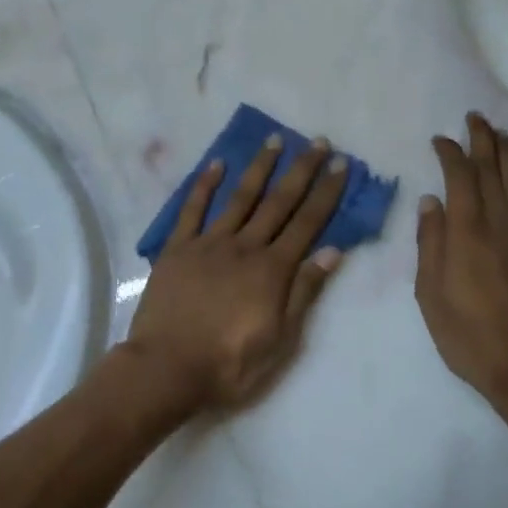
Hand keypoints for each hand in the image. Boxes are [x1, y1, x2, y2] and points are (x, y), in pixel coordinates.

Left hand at [128, 134, 348, 411]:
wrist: (166, 368)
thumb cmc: (229, 364)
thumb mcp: (280, 340)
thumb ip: (303, 292)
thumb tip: (331, 251)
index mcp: (272, 270)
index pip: (307, 223)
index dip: (326, 192)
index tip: (341, 164)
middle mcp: (244, 247)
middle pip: (278, 202)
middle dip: (301, 170)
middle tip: (318, 142)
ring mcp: (209, 243)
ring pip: (239, 197)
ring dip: (259, 167)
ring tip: (274, 140)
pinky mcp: (178, 248)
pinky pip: (192, 210)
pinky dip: (204, 185)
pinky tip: (216, 164)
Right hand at [415, 114, 507, 416]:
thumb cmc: (468, 335)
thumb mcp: (430, 293)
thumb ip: (431, 243)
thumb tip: (431, 202)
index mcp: (468, 233)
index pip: (460, 178)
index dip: (450, 153)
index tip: (439, 139)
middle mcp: (500, 225)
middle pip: (493, 171)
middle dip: (483, 140)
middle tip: (475, 117)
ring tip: (499, 133)